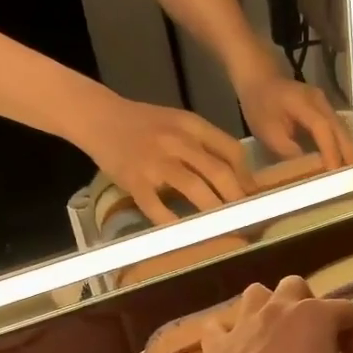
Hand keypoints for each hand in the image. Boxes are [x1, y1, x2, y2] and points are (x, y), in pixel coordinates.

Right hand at [76, 97, 251, 222]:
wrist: (99, 117)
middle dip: (237, 198)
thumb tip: (236, 176)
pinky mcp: (135, 180)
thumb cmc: (143, 123)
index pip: (231, 150)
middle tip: (246, 218)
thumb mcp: (179, 123)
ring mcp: (156, 161)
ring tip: (225, 228)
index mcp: (192, 126)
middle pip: (219, 172)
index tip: (254, 196)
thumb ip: (204, 143)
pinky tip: (185, 235)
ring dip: (214, 211)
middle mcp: (178, 141)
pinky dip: (173, 223)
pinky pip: (157, 207)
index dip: (247, 176)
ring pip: (195, 188)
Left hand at [196, 277, 352, 352]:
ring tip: (276, 334)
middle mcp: (279, 309)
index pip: (347, 311)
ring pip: (256, 294)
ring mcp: (244, 324)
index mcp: (316, 316)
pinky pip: (218, 326)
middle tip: (315, 338)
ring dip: (268, 307)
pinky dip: (227, 333)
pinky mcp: (217, 345)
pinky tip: (236, 348)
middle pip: (297, 287)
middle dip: (309, 305)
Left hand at [232, 58, 352, 168]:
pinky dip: (340, 143)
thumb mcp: (267, 132)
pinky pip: (336, 128)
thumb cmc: (259, 106)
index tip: (334, 172)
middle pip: (339, 128)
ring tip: (349, 172)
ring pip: (341, 129)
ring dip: (346, 149)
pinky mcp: (325, 108)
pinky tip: (341, 159)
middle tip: (352, 177)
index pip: (323, 128)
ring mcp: (325, 103)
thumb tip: (309, 168)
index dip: (330, 151)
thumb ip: (288, 150)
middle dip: (346, 153)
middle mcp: (320, 101)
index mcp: (303, 103)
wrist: (260, 80)